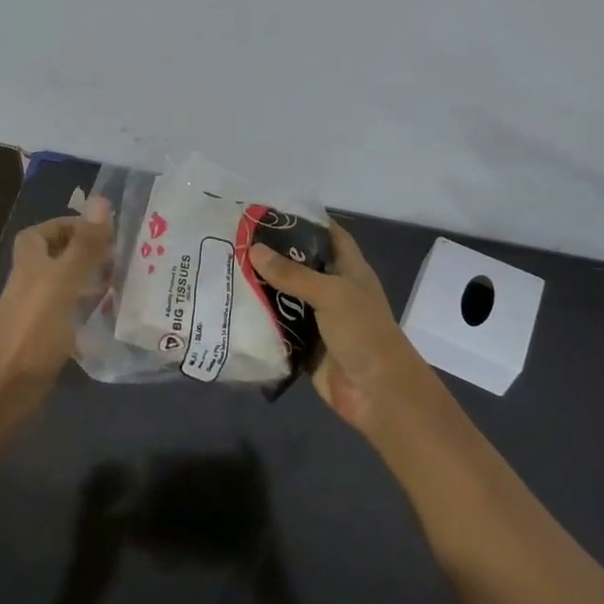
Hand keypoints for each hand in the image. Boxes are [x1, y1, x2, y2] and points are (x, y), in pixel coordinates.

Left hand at [0, 202, 112, 426]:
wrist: (10, 388)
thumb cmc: (36, 329)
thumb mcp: (64, 281)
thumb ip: (85, 244)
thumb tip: (101, 199)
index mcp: (29, 263)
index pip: (43, 231)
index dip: (69, 226)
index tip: (101, 232)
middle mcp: (29, 282)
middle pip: (55, 257)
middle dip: (85, 253)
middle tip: (118, 257)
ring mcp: (35, 311)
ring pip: (64, 285)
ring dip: (89, 280)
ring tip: (121, 282)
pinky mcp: (44, 336)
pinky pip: (68, 312)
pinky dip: (87, 309)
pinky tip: (109, 315)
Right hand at [250, 221, 447, 439]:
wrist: (377, 392)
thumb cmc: (362, 332)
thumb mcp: (330, 294)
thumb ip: (292, 273)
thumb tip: (254, 250)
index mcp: (349, 270)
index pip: (329, 235)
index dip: (306, 220)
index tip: (270, 211)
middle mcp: (334, 290)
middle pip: (301, 265)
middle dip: (273, 254)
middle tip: (236, 239)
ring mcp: (319, 319)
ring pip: (286, 296)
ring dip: (262, 287)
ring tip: (226, 267)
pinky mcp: (305, 344)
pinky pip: (279, 326)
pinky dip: (261, 319)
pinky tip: (233, 306)